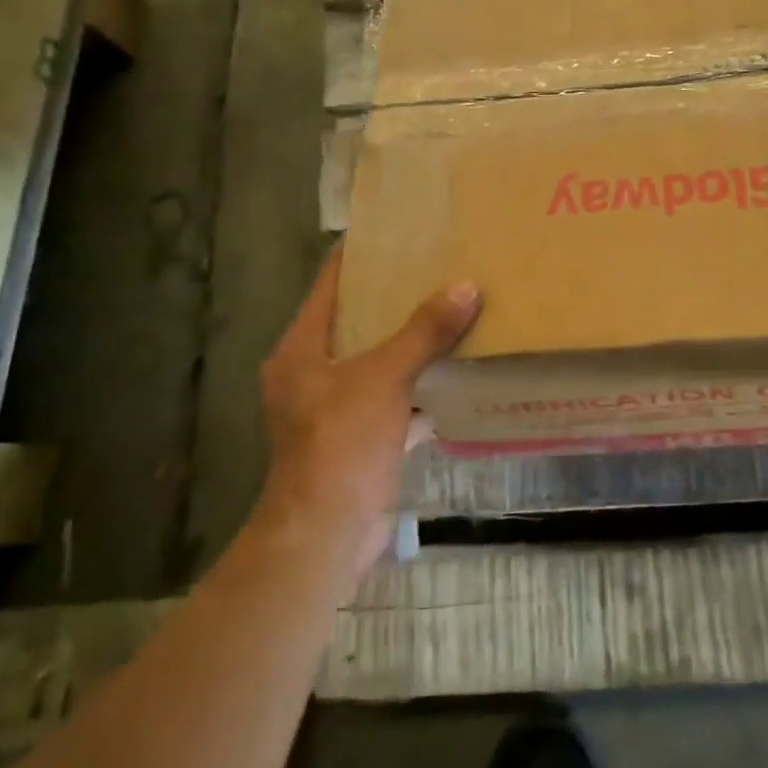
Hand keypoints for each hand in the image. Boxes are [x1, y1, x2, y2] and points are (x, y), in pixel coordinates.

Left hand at [254, 248, 479, 571]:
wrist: (326, 534)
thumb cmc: (341, 443)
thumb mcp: (385, 377)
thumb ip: (425, 332)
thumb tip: (466, 286)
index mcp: (301, 350)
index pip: (329, 286)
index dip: (358, 258)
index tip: (395, 233)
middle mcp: (311, 375)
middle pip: (355, 323)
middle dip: (393, 300)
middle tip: (435, 269)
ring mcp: (333, 410)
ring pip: (377, 364)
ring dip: (409, 346)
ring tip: (451, 313)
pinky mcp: (357, 440)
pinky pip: (393, 401)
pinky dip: (419, 390)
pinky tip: (456, 375)